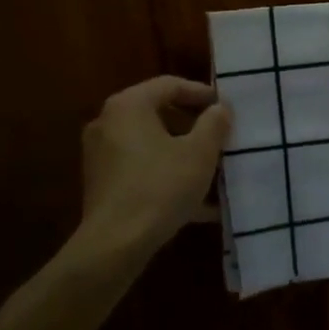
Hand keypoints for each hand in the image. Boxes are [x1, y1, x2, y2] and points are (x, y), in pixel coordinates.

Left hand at [78, 76, 229, 261]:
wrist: (115, 245)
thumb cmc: (161, 187)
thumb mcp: (199, 153)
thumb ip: (214, 123)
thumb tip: (220, 108)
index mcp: (129, 106)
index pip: (170, 85)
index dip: (202, 93)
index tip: (227, 108)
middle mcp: (108, 123)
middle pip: (159, 114)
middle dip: (194, 127)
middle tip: (222, 138)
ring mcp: (102, 155)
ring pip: (152, 145)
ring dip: (183, 154)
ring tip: (215, 171)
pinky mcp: (103, 184)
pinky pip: (143, 170)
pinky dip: (168, 177)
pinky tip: (199, 204)